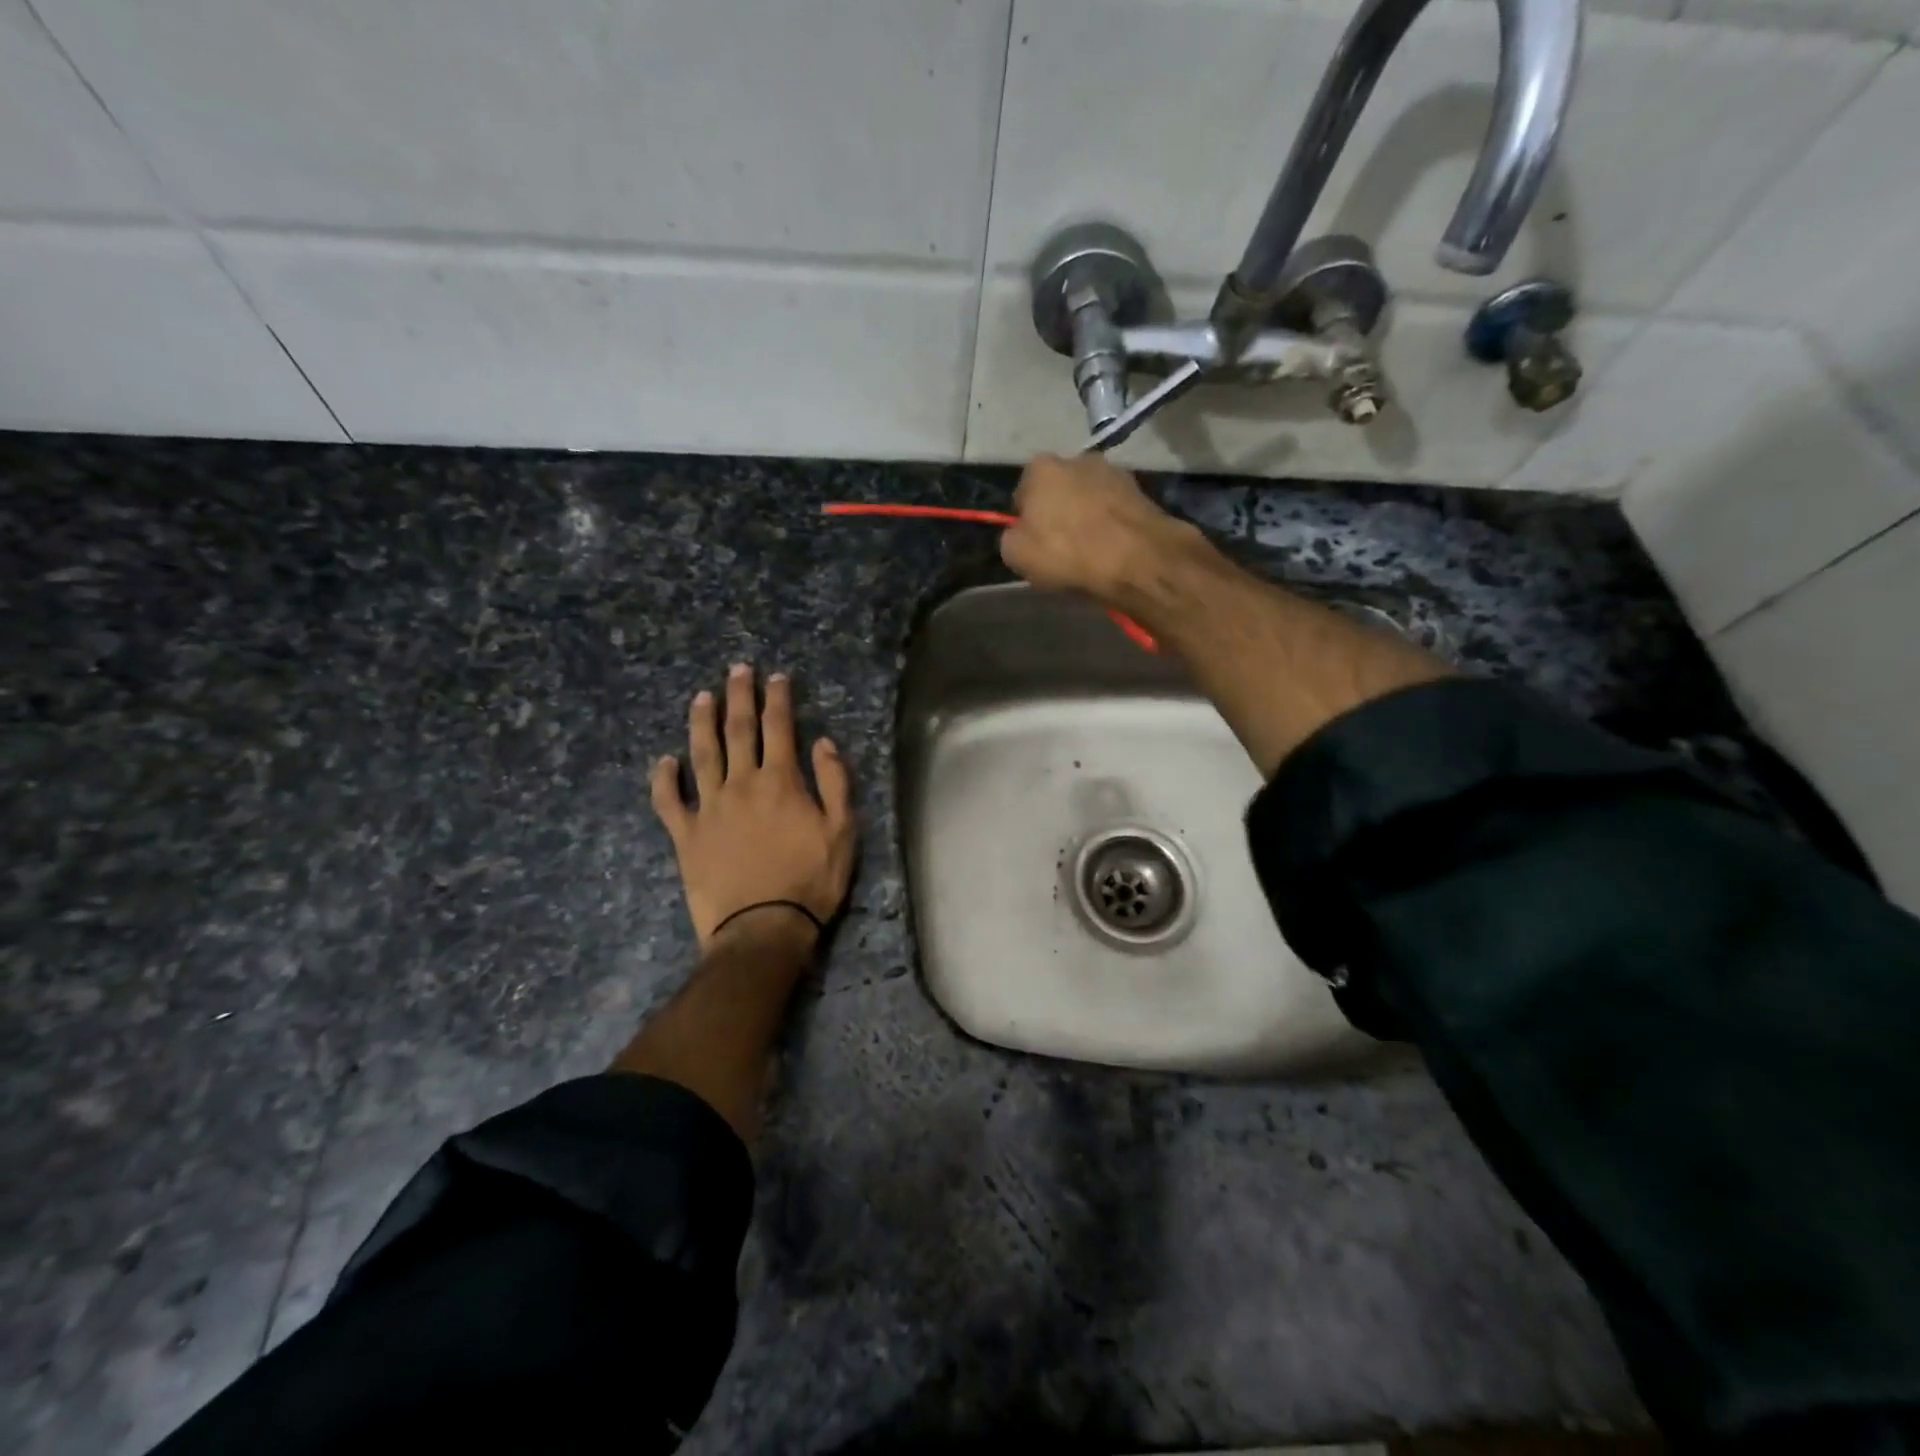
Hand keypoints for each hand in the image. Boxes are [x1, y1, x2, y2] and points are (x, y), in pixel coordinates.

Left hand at [650, 664, 856, 951]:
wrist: (763, 928)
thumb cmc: (810, 881)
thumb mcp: (843, 832)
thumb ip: (835, 783)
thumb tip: (823, 743)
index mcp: (780, 782)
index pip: (779, 728)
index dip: (778, 699)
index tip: (777, 677)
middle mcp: (741, 784)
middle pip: (738, 730)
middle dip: (739, 696)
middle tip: (737, 669)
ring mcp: (708, 808)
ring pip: (702, 755)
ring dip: (701, 723)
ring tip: (701, 697)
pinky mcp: (686, 835)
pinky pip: (669, 801)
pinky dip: (664, 779)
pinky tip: (664, 761)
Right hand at [999, 453, 1199, 601]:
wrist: (1136, 559)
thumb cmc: (1067, 553)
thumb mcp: (1015, 554)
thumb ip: (1011, 537)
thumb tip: (1020, 534)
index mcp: (1040, 467)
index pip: (1022, 494)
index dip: (1025, 521)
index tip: (1032, 545)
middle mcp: (1077, 458)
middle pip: (1058, 491)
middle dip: (1057, 514)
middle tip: (1060, 549)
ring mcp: (1113, 471)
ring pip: (1088, 498)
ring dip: (1086, 518)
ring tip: (1090, 552)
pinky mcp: (1141, 490)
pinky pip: (1114, 510)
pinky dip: (1110, 525)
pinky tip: (1111, 550)